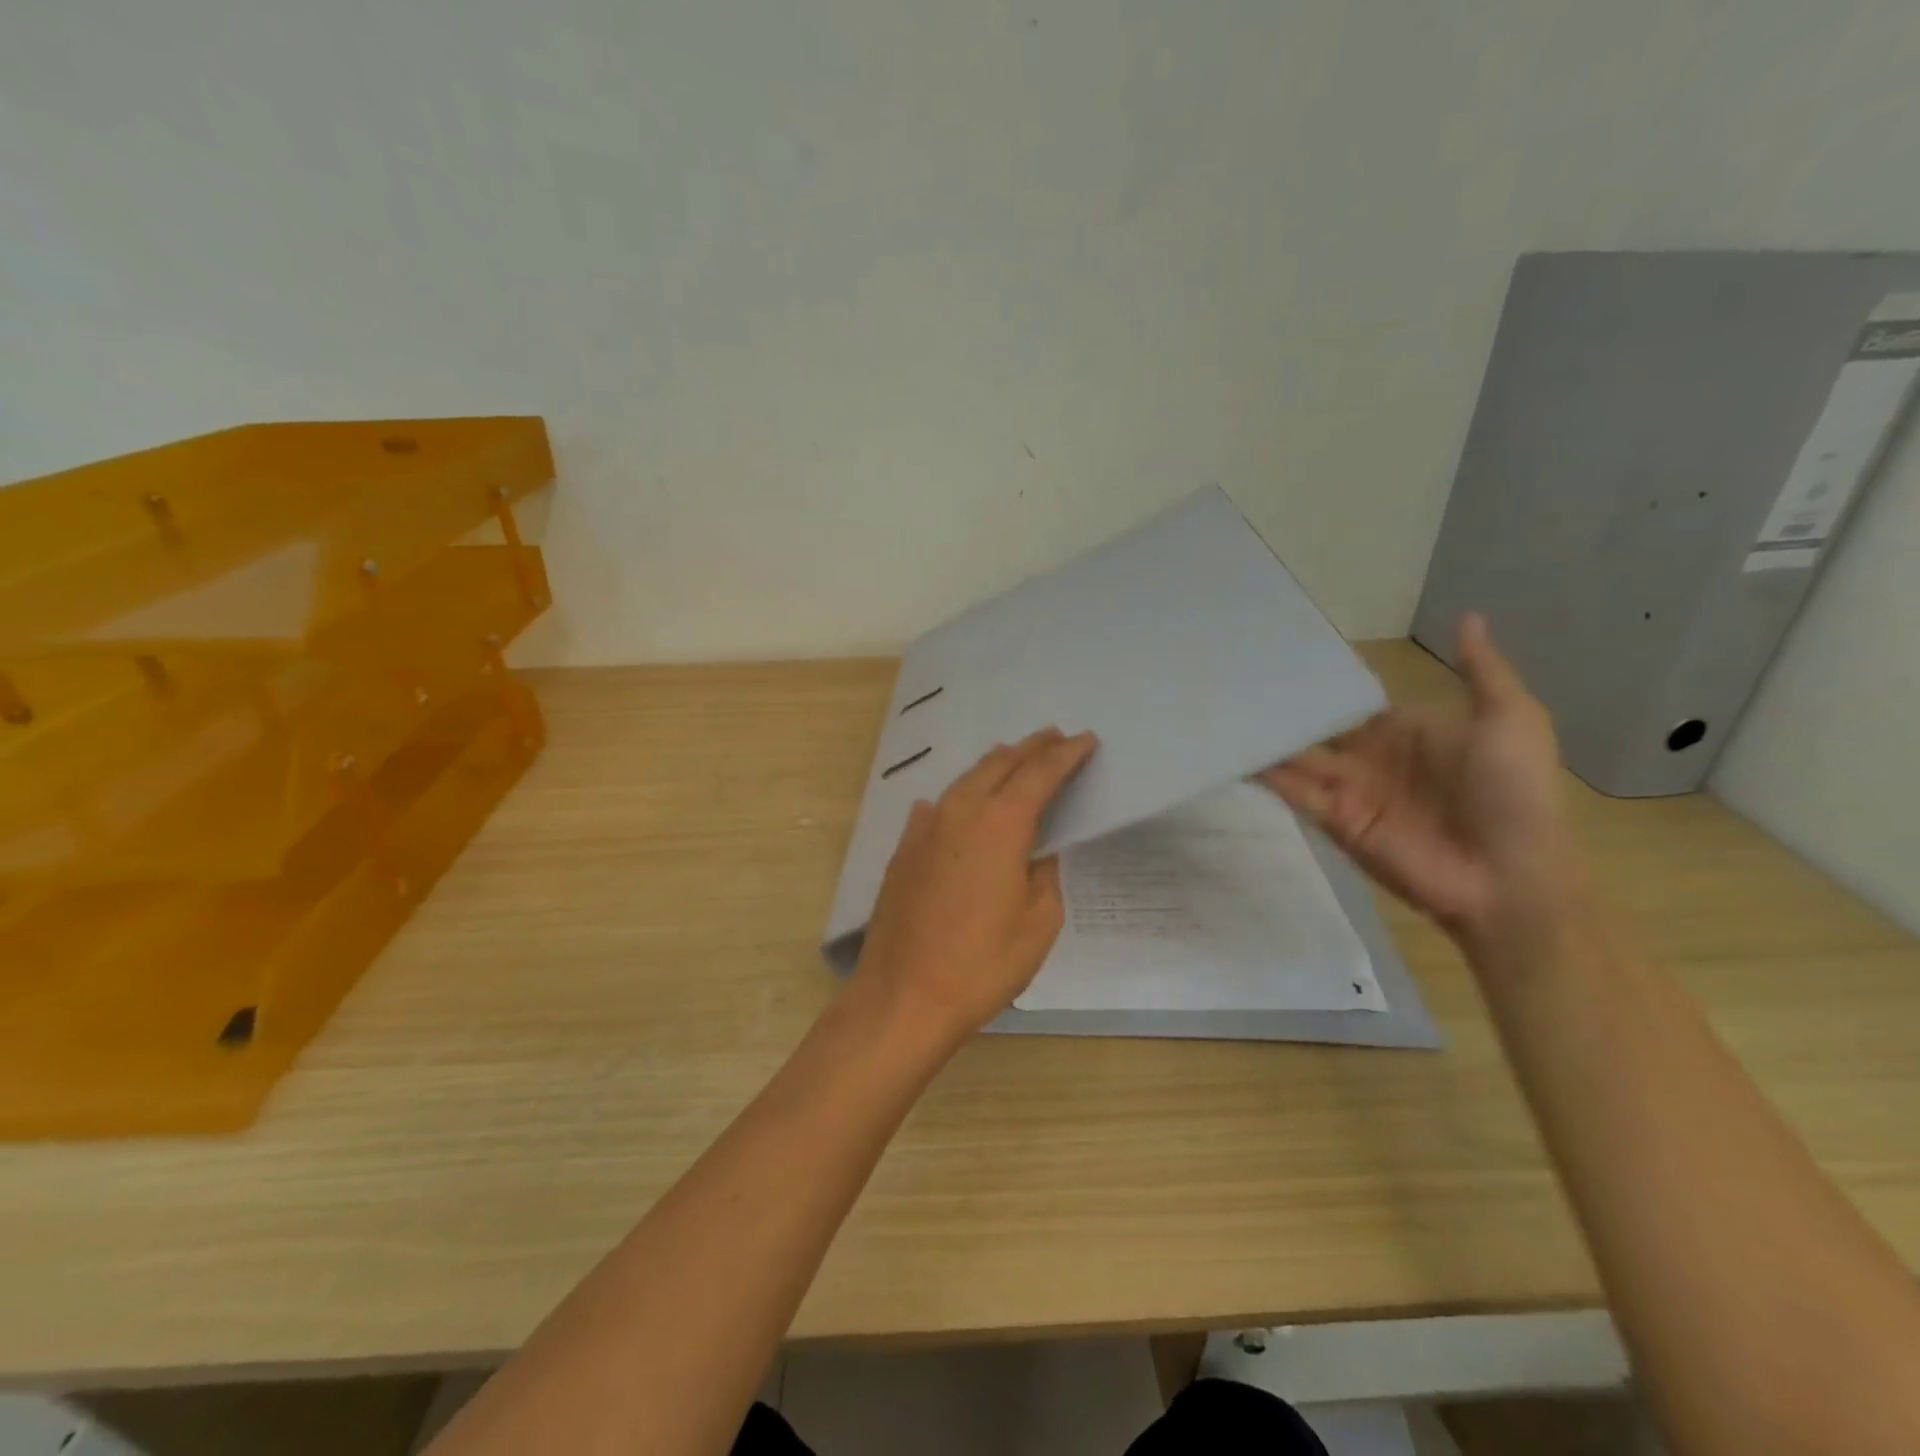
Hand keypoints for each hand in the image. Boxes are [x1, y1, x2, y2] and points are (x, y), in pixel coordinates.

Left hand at [852, 728, 1097, 1043]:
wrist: (903, 996)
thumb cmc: (982, 965)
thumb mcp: (1038, 924)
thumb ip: (1043, 874)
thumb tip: (1035, 852)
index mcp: (1001, 824)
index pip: (1040, 773)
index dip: (1066, 754)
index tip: (1086, 740)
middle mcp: (960, 811)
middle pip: (1000, 763)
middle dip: (1031, 748)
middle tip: (1055, 737)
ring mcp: (925, 827)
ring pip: (966, 779)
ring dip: (996, 765)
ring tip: (1017, 758)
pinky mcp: (904, 848)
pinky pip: (937, 807)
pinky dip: (960, 796)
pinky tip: (962, 803)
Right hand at [1258, 613, 1581, 945]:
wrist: (1509, 876)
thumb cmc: (1514, 793)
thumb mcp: (1511, 720)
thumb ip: (1481, 671)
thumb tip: (1468, 616)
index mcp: (1405, 731)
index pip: (1351, 702)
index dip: (1321, 683)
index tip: (1279, 655)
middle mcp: (1370, 757)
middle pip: (1316, 728)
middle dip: (1284, 710)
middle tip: (1236, 681)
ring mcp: (1349, 790)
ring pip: (1297, 757)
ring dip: (1267, 740)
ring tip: (1222, 711)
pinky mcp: (1333, 820)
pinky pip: (1294, 792)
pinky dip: (1265, 775)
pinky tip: (1233, 752)